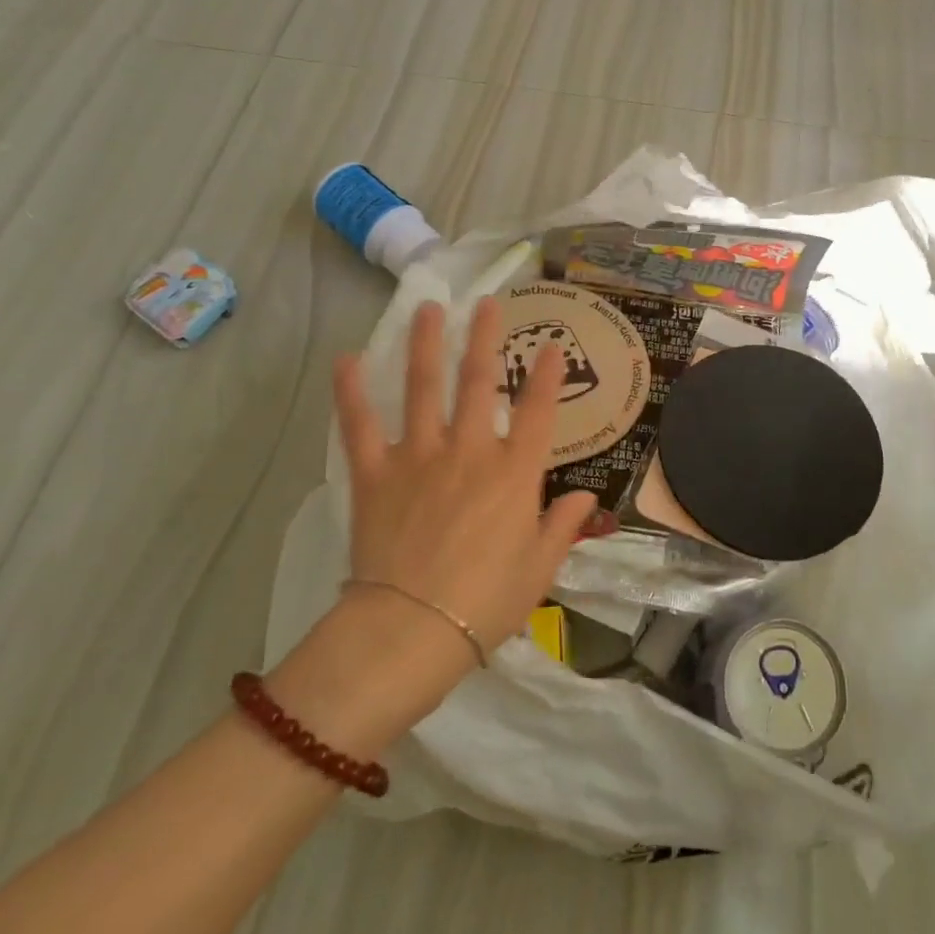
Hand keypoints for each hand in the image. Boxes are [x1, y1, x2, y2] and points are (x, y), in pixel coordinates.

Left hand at [334, 297, 599, 654]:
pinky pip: (361, 426)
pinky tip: (348, 360)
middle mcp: (470, 451)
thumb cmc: (487, 603)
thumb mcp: (540, 568)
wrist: (412, 629)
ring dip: (427, 345)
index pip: (539, 411)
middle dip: (485, 338)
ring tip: (430, 310)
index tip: (553, 345)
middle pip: (480, 382)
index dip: (548, 375)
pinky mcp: (375, 474)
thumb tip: (586, 500)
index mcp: (514, 473)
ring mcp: (419, 457)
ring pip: (424, 388)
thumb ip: (563, 526)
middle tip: (486, 304)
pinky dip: (353, 392)